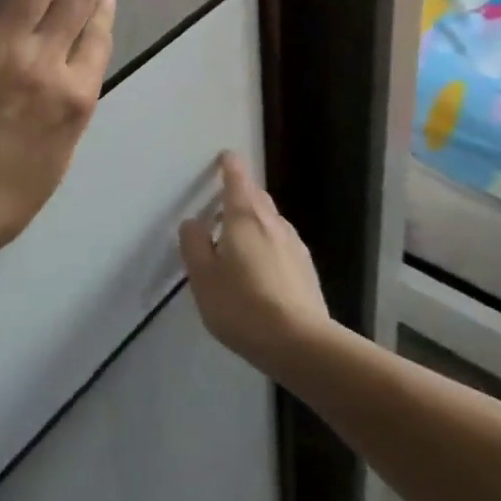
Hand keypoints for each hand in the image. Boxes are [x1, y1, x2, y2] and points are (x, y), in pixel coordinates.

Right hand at [179, 153, 331, 374]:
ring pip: (271, 221)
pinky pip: (282, 244)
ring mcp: (294, 245)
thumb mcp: (202, 277)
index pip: (237, 179)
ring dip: (255, 221)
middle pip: (256, 197)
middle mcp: (272, 222)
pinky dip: (268, 244)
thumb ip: (194, 245)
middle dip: (241, 194)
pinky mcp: (306, 269)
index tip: (225, 157)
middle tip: (223, 204)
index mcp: (243, 217)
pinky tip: (261, 268)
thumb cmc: (242, 305)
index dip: (230, 166)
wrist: (301, 344)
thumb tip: (193, 222)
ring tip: (238, 240)